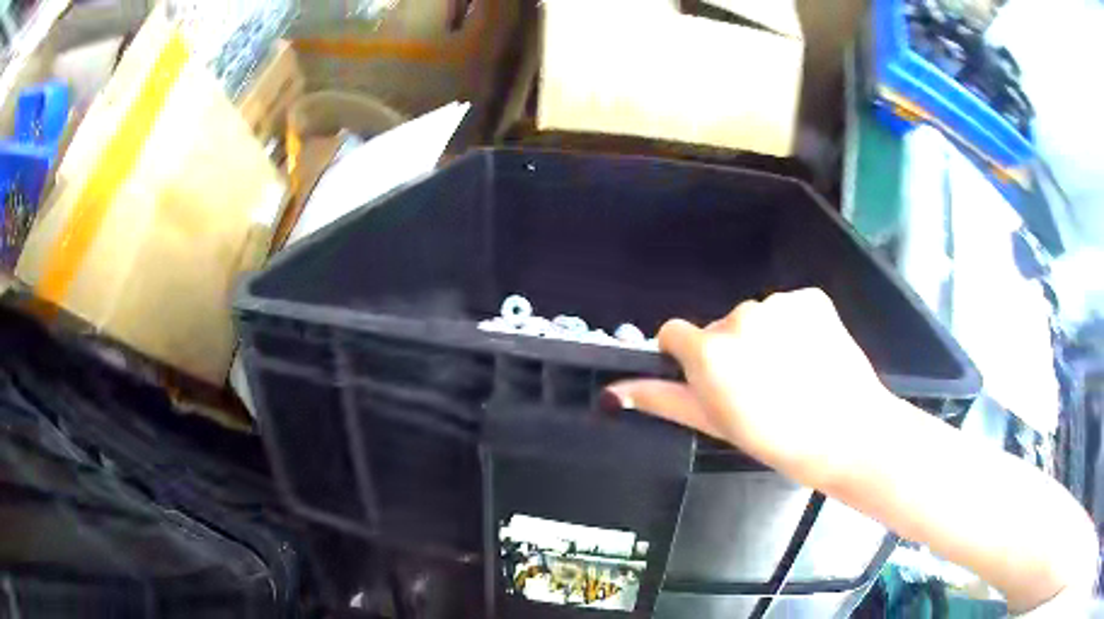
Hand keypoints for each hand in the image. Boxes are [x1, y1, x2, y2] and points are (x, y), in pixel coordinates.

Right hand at [606, 288, 895, 489]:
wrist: (848, 433)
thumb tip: (613, 392)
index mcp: (710, 352)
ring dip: (764, 339)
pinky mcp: (811, 297)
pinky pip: (790, 308)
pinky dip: (796, 327)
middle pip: (719, 327)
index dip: (688, 358)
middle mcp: (739, 317)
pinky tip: (812, 356)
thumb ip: (664, 400)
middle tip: (760, 389)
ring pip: (756, 317)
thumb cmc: (777, 440)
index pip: (674, 334)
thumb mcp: (717, 425)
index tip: (711, 382)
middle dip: (730, 351)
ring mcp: (779, 303)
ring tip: (791, 375)